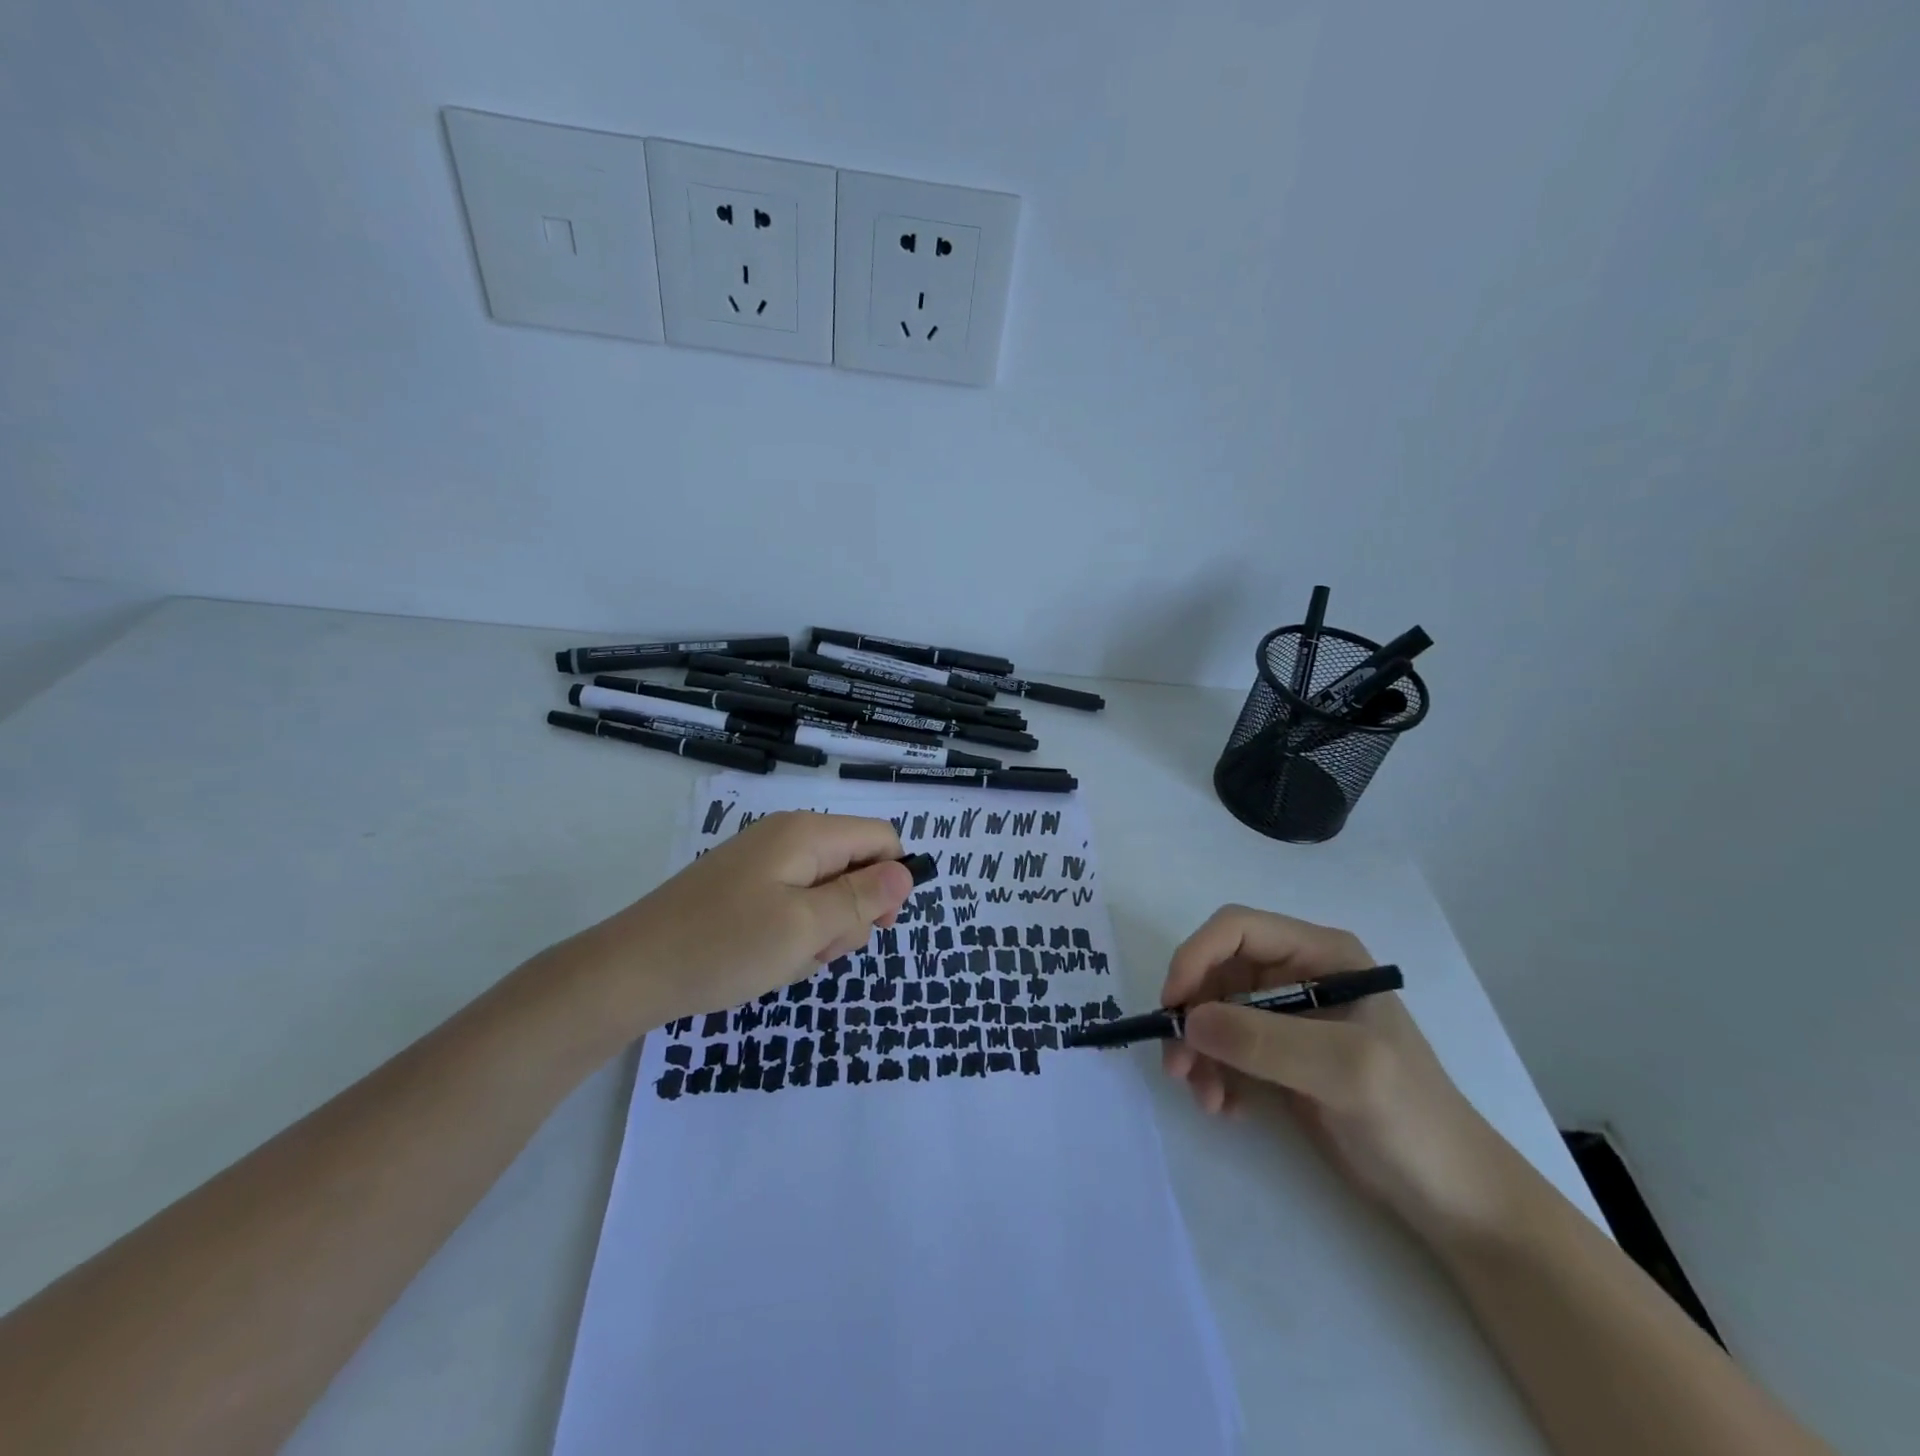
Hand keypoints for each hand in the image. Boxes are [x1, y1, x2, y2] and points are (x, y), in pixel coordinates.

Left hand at [562, 811, 913, 1034]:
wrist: (629, 973)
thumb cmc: (724, 947)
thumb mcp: (806, 927)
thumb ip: (863, 898)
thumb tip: (907, 873)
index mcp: (807, 834)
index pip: (881, 839)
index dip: (891, 881)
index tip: (875, 926)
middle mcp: (788, 837)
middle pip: (855, 867)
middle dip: (849, 915)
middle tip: (814, 949)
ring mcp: (764, 863)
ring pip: (826, 893)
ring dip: (820, 932)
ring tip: (784, 959)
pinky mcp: (745, 889)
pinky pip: (794, 906)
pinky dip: (793, 936)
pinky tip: (766, 959)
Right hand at [1160, 905, 1529, 1246]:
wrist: (1453, 1200)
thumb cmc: (1412, 1119)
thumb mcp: (1345, 1071)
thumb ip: (1265, 1040)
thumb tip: (1188, 1021)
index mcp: (1322, 954)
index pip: (1237, 929)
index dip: (1196, 956)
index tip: (1173, 1006)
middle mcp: (1298, 975)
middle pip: (1217, 970)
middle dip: (1192, 1014)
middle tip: (1177, 1065)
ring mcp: (1287, 1018)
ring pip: (1213, 1012)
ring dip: (1198, 1050)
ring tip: (1204, 1097)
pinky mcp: (1278, 1057)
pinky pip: (1224, 1048)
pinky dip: (1213, 1073)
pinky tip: (1226, 1108)